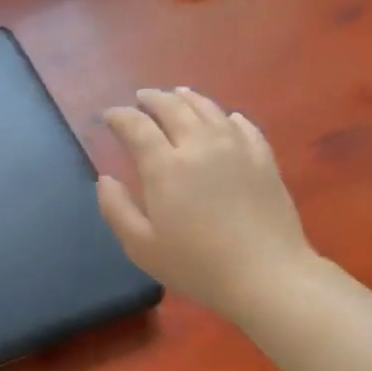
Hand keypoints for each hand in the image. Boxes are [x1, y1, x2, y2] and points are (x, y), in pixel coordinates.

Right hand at [97, 88, 315, 322]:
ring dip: (187, 98)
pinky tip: (226, 119)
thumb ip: (116, 209)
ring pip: (208, 109)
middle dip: (152, 99)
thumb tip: (105, 179)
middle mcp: (199, 145)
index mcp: (165, 167)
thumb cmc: (196, 265)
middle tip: (140, 99)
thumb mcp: (141, 247)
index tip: (108, 116)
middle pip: (172, 107)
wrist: (266, 275)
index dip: (119, 117)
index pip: (136, 127)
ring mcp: (236, 148)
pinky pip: (243, 126)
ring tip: (177, 95)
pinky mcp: (263, 159)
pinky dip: (227, 117)